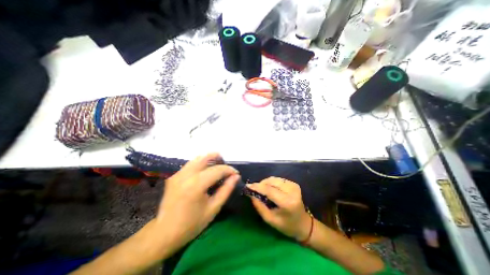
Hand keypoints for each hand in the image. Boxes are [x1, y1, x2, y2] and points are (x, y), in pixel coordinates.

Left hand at [155, 152, 238, 252]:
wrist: (164, 233)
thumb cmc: (192, 224)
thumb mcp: (213, 208)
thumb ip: (226, 189)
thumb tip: (236, 176)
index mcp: (196, 185)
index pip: (217, 170)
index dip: (229, 170)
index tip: (236, 174)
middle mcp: (186, 175)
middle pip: (205, 158)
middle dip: (218, 157)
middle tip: (226, 163)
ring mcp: (178, 174)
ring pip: (197, 159)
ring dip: (209, 158)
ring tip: (218, 164)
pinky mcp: (174, 176)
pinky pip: (191, 164)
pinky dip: (201, 163)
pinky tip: (206, 169)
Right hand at [247, 179, 310, 240]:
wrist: (304, 224)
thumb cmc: (287, 225)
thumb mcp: (270, 219)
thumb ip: (259, 206)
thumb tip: (251, 194)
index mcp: (287, 202)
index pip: (269, 190)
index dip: (257, 187)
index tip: (248, 186)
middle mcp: (291, 191)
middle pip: (271, 181)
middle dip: (261, 184)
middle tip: (254, 188)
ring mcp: (294, 186)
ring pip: (274, 179)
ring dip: (265, 182)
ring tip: (261, 189)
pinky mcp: (294, 184)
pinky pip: (278, 179)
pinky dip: (271, 182)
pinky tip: (269, 188)